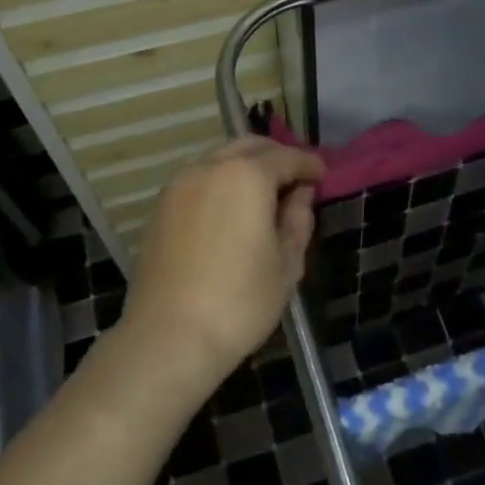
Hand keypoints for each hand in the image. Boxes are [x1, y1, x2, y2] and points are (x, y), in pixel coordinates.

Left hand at [121, 136, 325, 390]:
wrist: (168, 338)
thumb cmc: (239, 302)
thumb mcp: (286, 264)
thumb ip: (298, 219)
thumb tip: (300, 195)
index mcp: (247, 175)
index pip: (287, 157)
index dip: (310, 164)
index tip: (323, 176)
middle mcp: (210, 167)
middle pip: (250, 146)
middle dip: (277, 157)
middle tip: (296, 180)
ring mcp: (179, 184)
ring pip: (220, 158)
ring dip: (246, 166)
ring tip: (264, 195)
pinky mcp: (160, 206)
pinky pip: (198, 178)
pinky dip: (220, 181)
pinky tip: (230, 209)